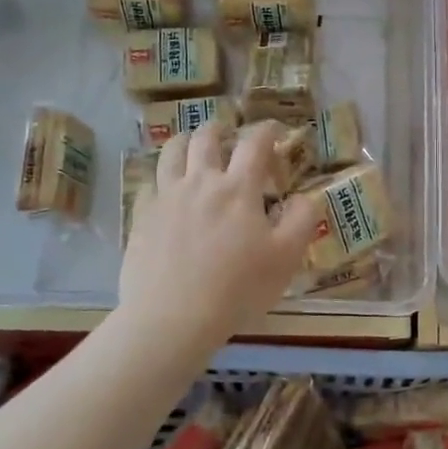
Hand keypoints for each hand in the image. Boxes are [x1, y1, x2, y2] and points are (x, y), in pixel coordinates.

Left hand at [118, 123, 320, 350]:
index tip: (273, 130)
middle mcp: (200, 182)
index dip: (266, 130)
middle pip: (206, 138)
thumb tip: (306, 197)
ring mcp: (166, 197)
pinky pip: (149, 184)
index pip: (254, 143)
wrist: (172, 318)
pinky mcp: (142, 217)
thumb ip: (302, 220)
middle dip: (220, 130)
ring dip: (185, 142)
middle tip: (228, 136)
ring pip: (171, 152)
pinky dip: (161, 178)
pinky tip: (166, 190)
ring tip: (192, 147)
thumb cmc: (237, 288)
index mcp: (239, 188)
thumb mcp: (286, 258)